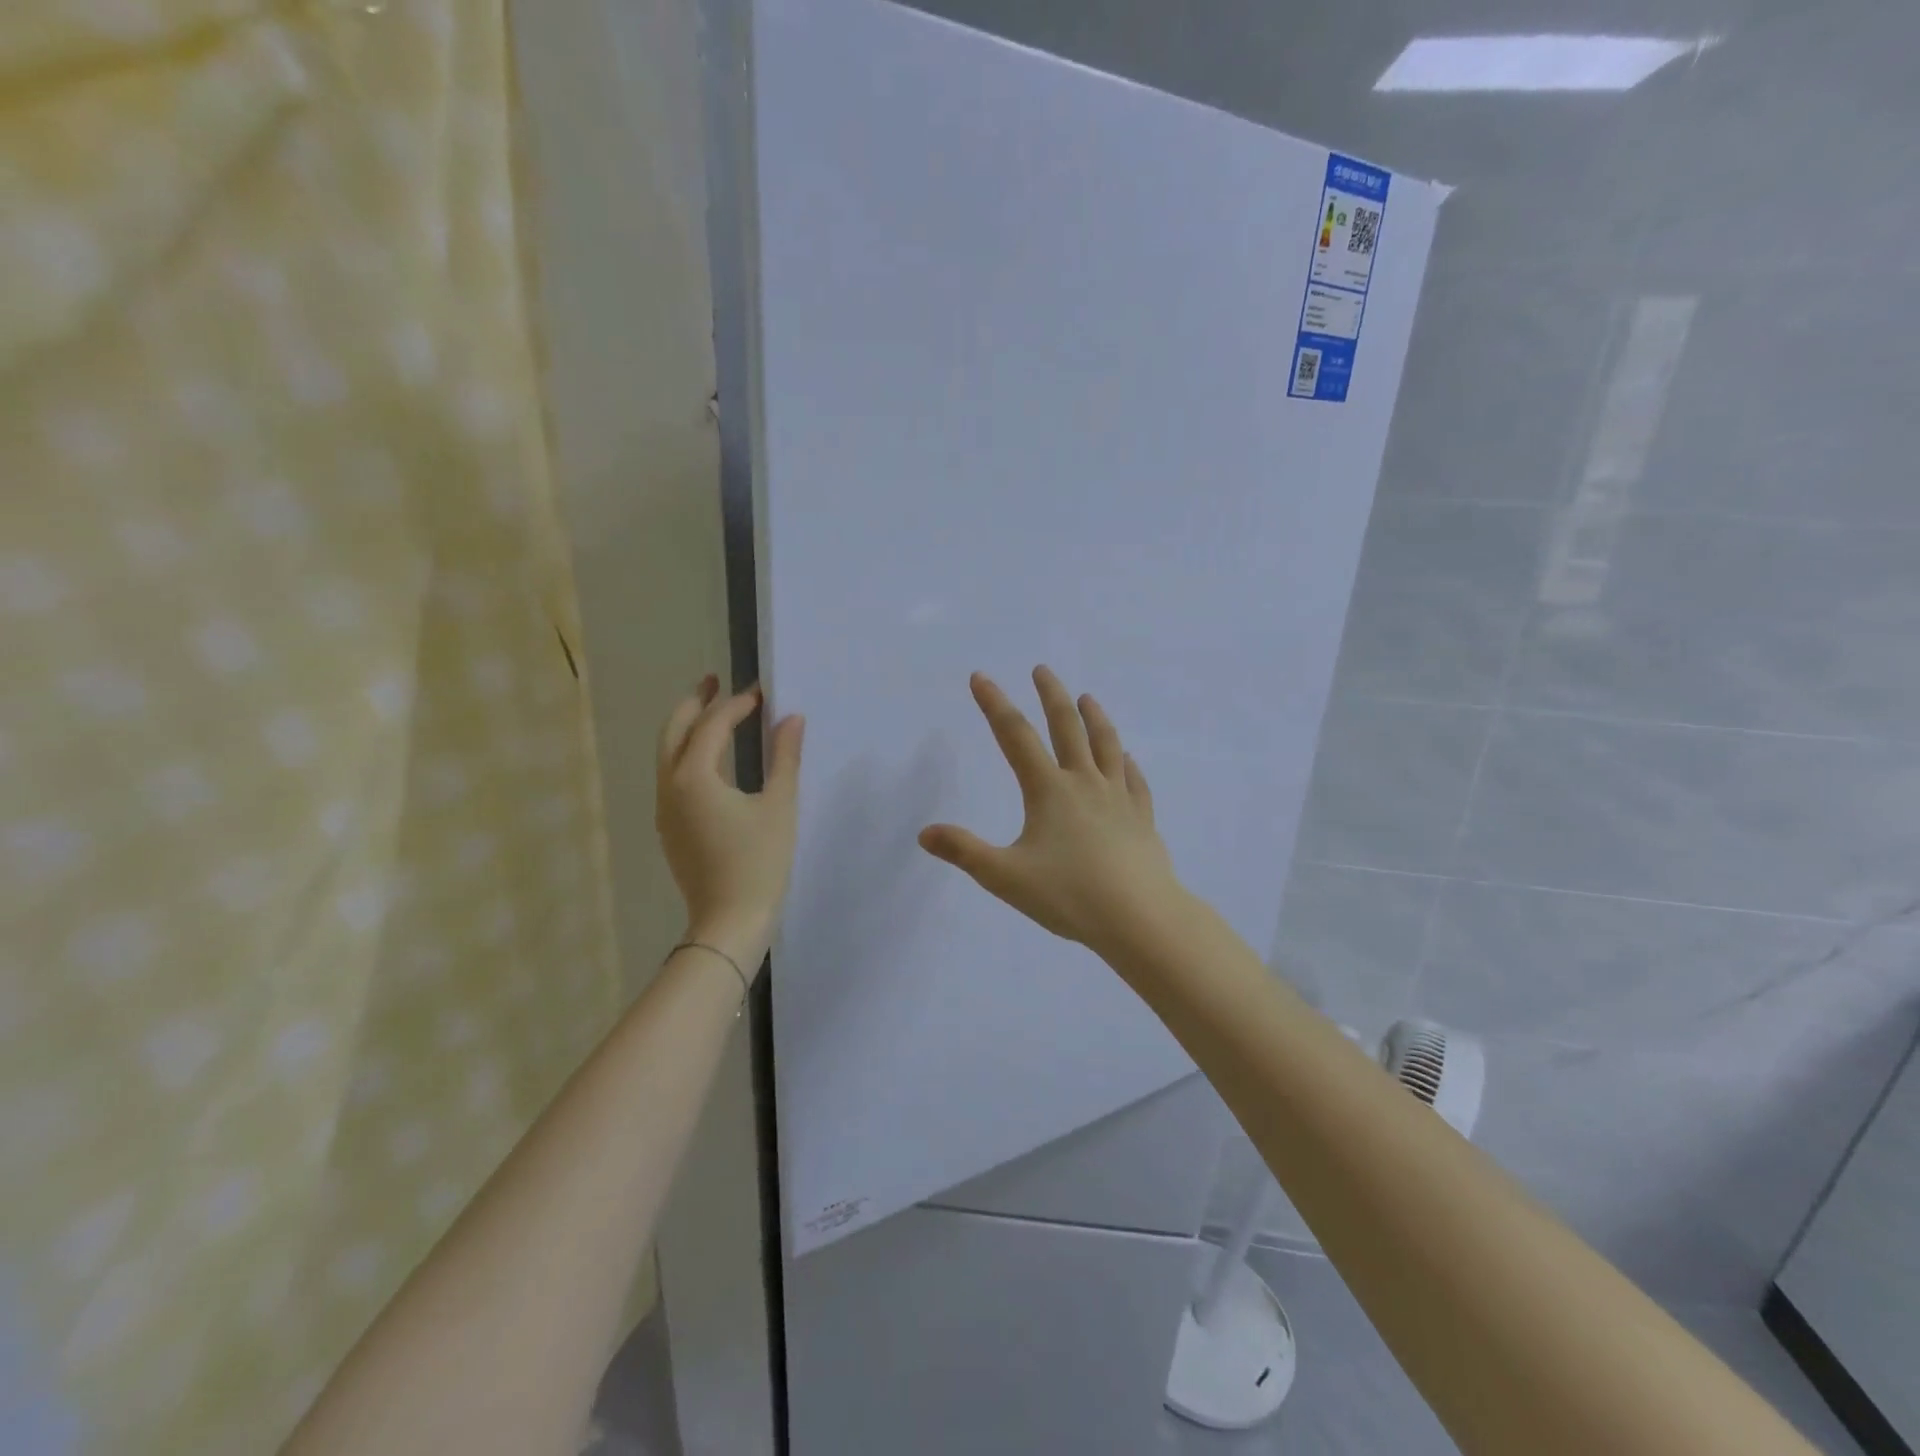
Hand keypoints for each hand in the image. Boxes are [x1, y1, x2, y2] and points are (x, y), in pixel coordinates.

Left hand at [656, 676, 804, 970]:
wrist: (729, 921)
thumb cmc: (759, 862)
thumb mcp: (780, 806)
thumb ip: (785, 758)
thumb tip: (792, 719)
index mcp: (694, 777)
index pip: (713, 725)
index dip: (737, 704)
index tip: (762, 693)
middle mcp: (669, 787)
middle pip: (673, 731)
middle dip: (694, 703)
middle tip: (714, 680)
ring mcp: (664, 809)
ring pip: (668, 754)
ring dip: (688, 728)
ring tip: (712, 712)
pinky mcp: (669, 828)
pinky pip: (672, 776)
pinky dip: (687, 754)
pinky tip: (711, 760)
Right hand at [919, 666, 1189, 960]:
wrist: (1140, 918)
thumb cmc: (1069, 896)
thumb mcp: (1005, 877)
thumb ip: (964, 852)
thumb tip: (925, 833)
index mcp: (1049, 791)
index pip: (1016, 737)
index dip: (995, 704)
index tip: (981, 677)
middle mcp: (1085, 783)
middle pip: (1067, 728)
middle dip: (1051, 696)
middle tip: (1042, 670)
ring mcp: (1119, 799)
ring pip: (1106, 746)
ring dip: (1095, 718)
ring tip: (1087, 697)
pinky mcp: (1143, 820)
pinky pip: (1135, 782)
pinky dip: (1127, 764)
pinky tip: (1127, 759)